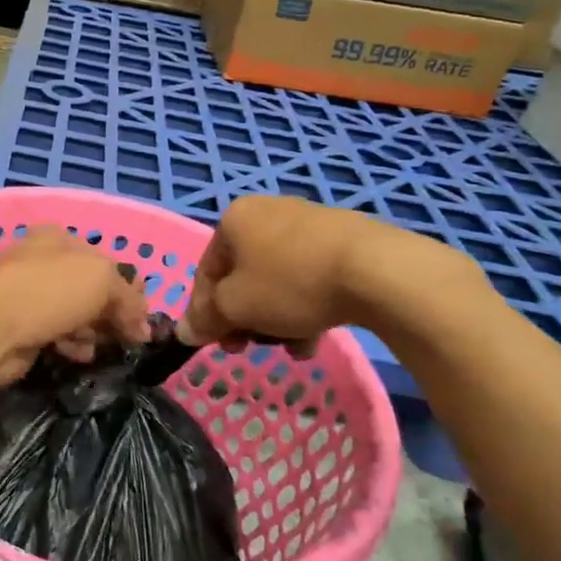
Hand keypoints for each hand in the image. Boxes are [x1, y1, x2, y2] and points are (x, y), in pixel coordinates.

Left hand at [0, 229, 152, 386]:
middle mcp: (44, 264)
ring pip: (76, 316)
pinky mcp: (21, 330)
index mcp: (60, 240)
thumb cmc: (44, 291)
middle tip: (127, 338)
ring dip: (92, 332)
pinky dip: (71, 345)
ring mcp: (30, 298)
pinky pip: (58, 337)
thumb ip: (128, 298)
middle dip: (111, 314)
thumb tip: (143, 327)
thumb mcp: (100, 280)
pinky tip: (75, 354)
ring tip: (94, 345)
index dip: (130, 290)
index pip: (108, 262)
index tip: (144, 318)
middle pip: (92, 291)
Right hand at [182, 197, 472, 347]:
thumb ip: (206, 318)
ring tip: (291, 348)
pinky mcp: (343, 238)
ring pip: (277, 278)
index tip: (214, 344)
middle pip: (242, 275)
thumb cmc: (290, 283)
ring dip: (275, 317)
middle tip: (250, 347)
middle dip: (244, 316)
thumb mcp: (236, 307)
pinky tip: (315, 335)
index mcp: (234, 219)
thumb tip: (183, 331)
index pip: (206, 271)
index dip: (204, 312)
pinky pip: (309, 275)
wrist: (376, 271)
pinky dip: (305, 304)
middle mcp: (266, 212)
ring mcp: (307, 222)